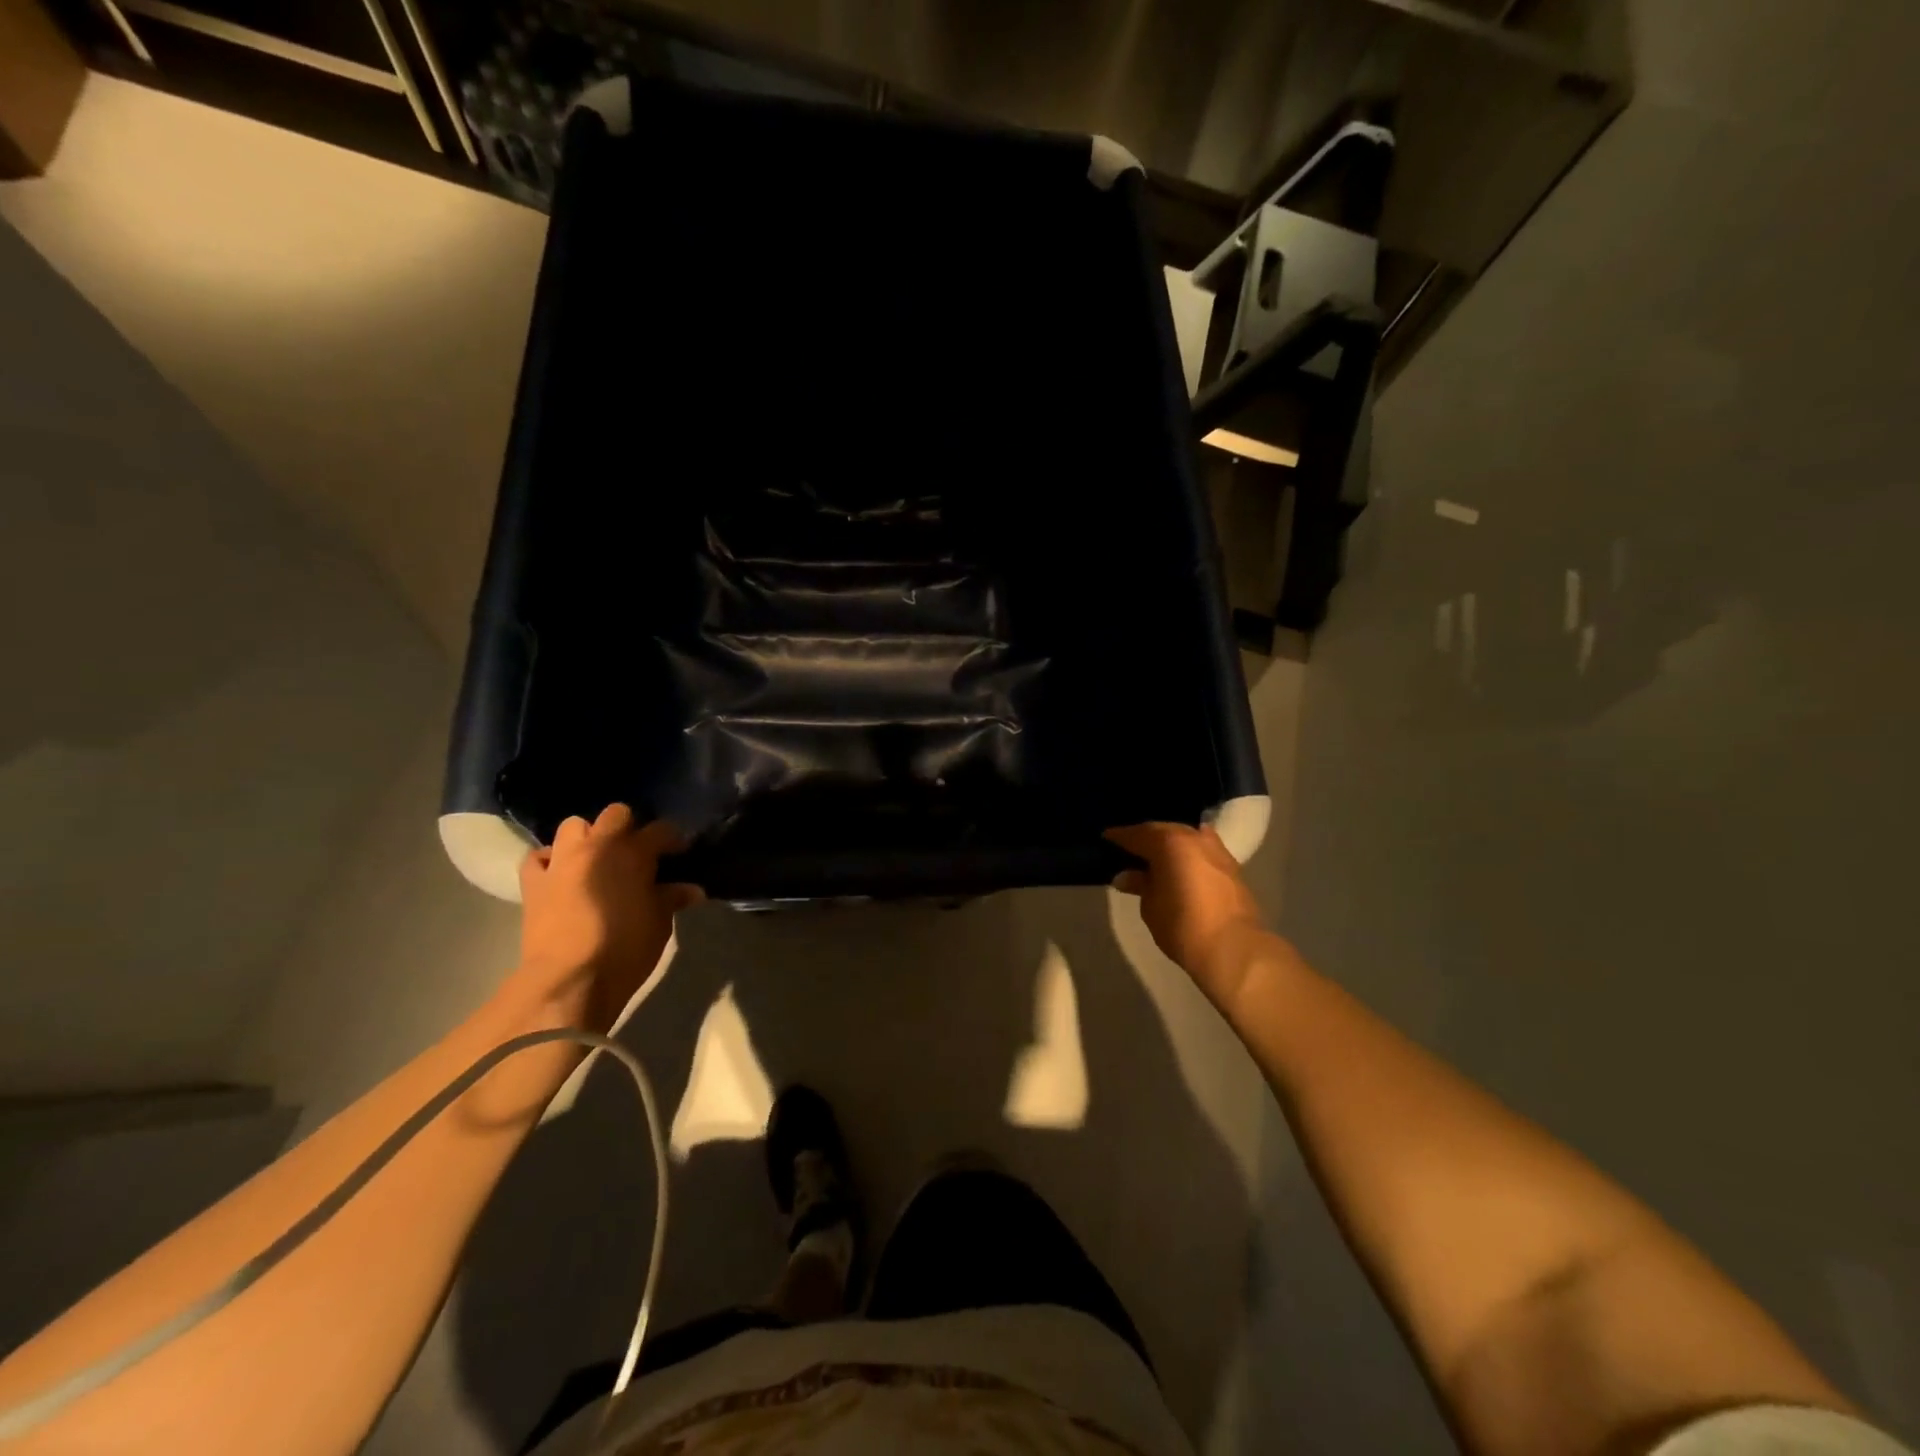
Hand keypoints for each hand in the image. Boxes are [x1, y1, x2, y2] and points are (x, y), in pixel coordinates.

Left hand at [511, 804, 702, 1032]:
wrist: (568, 979)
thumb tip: (691, 890)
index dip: (673, 839)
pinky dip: (550, 860)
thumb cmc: (625, 948)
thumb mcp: (659, 924)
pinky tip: (561, 874)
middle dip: (629, 827)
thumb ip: (672, 898)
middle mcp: (597, 846)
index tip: (679, 853)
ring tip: (598, 859)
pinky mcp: (533, 883)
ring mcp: (561, 861)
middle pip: (615, 814)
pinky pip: (539, 857)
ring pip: (573, 826)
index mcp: (633, 852)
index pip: (661, 830)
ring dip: (588, 837)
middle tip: (637, 853)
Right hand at [1106, 822, 1267, 1012]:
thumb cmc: (1182, 924)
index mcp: (1170, 841)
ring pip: (1186, 838)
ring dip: (1170, 845)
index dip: (1119, 837)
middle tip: (1129, 848)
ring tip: (1154, 857)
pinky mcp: (1231, 867)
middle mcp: (1194, 837)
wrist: (1233, 948)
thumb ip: (1139, 884)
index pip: (1137, 833)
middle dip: (1146, 838)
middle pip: (1164, 830)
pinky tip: (1178, 865)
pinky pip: (1201, 851)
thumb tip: (1126, 876)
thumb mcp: (1150, 905)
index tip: (1106, 838)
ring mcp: (1217, 850)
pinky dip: (1187, 854)